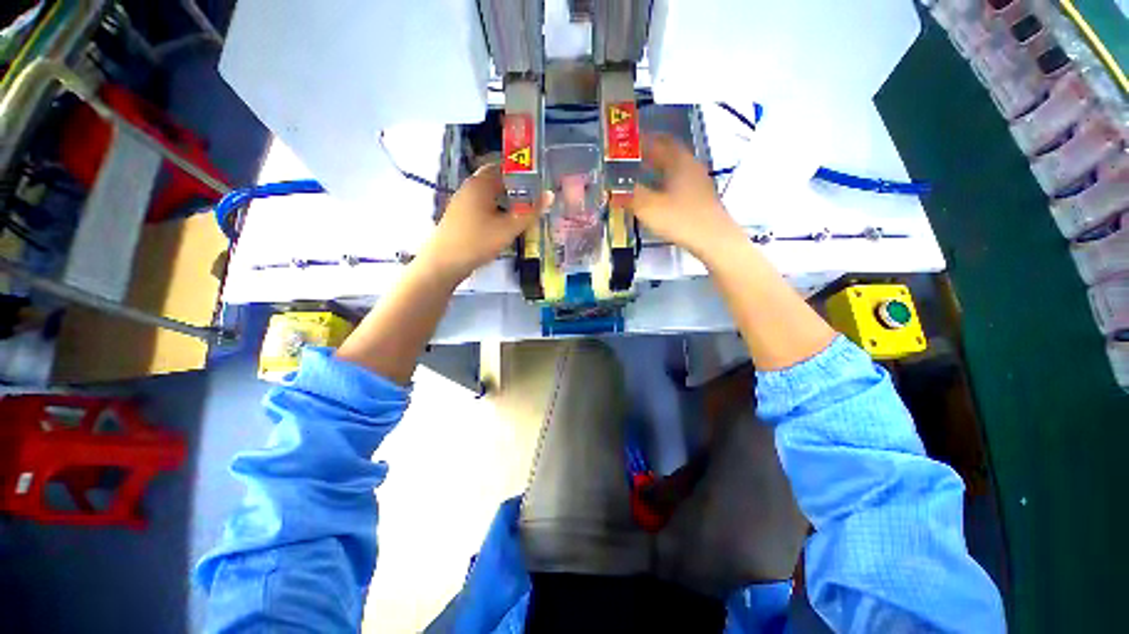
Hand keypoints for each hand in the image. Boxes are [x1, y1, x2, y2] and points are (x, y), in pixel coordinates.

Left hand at [417, 164, 548, 283]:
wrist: (445, 262)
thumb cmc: (478, 241)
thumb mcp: (508, 228)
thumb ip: (530, 212)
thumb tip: (550, 195)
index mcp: (481, 184)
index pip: (504, 166)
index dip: (522, 171)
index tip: (539, 180)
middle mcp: (470, 187)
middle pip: (496, 179)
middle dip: (515, 186)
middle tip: (534, 196)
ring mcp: (463, 201)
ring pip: (489, 193)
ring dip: (505, 198)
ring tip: (523, 209)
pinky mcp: (460, 215)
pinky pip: (482, 204)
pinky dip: (496, 208)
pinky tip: (505, 222)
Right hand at [631, 134, 743, 258]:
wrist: (713, 239)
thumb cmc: (680, 219)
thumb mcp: (648, 207)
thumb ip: (629, 195)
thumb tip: (614, 188)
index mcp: (678, 162)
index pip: (659, 141)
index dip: (642, 140)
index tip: (626, 144)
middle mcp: (690, 166)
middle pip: (669, 153)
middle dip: (650, 152)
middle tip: (631, 158)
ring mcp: (698, 182)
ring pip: (674, 168)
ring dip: (657, 168)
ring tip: (640, 175)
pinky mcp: (700, 197)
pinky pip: (678, 182)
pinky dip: (664, 182)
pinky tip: (656, 195)